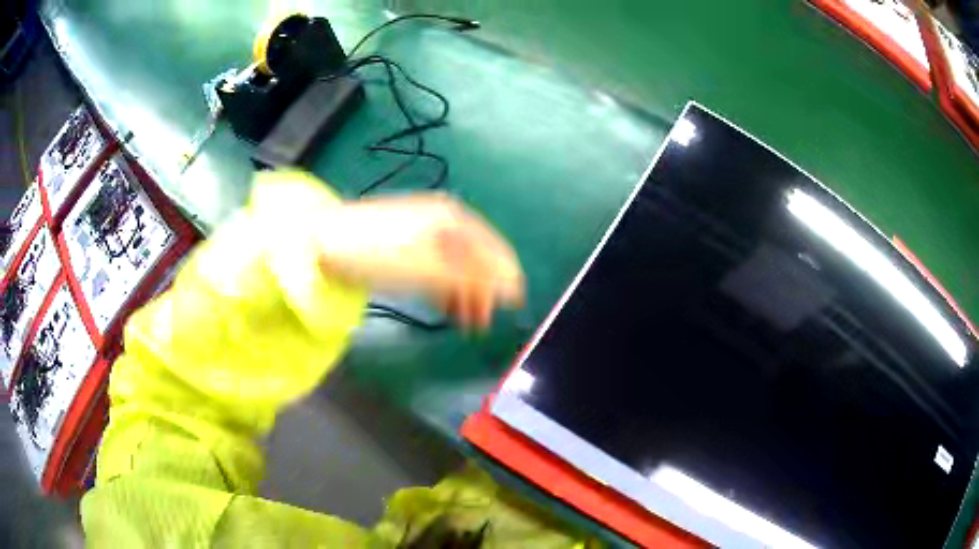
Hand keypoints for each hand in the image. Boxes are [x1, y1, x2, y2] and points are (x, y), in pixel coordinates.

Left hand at [316, 194, 524, 328]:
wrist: (324, 243)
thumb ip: (472, 279)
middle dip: (484, 291)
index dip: (507, 280)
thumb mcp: (428, 269)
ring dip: (465, 293)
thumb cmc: (379, 254)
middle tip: (482, 324)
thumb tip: (512, 289)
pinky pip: (438, 268)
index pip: (494, 250)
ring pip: (457, 265)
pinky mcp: (408, 246)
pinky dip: (445, 288)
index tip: (513, 308)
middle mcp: (445, 222)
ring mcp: (425, 233)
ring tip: (465, 321)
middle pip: (477, 259)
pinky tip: (445, 305)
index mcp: (454, 220)